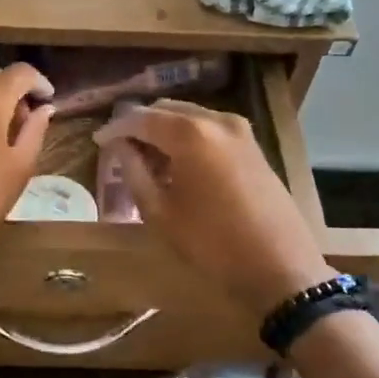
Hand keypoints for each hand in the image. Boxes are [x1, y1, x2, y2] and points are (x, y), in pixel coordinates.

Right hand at [95, 100, 334, 315]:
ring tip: (147, 159)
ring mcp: (240, 131)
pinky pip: (211, 130)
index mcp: (190, 133)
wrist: (280, 267)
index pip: (141, 118)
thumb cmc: (212, 243)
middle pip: (168, 110)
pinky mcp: (254, 147)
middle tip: (120, 148)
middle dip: (141, 125)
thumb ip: (134, 172)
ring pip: (191, 118)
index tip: (98, 141)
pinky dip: (189, 138)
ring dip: (166, 131)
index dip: (116, 128)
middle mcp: (216, 120)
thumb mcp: (161, 213)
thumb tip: (121, 148)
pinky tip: (178, 164)